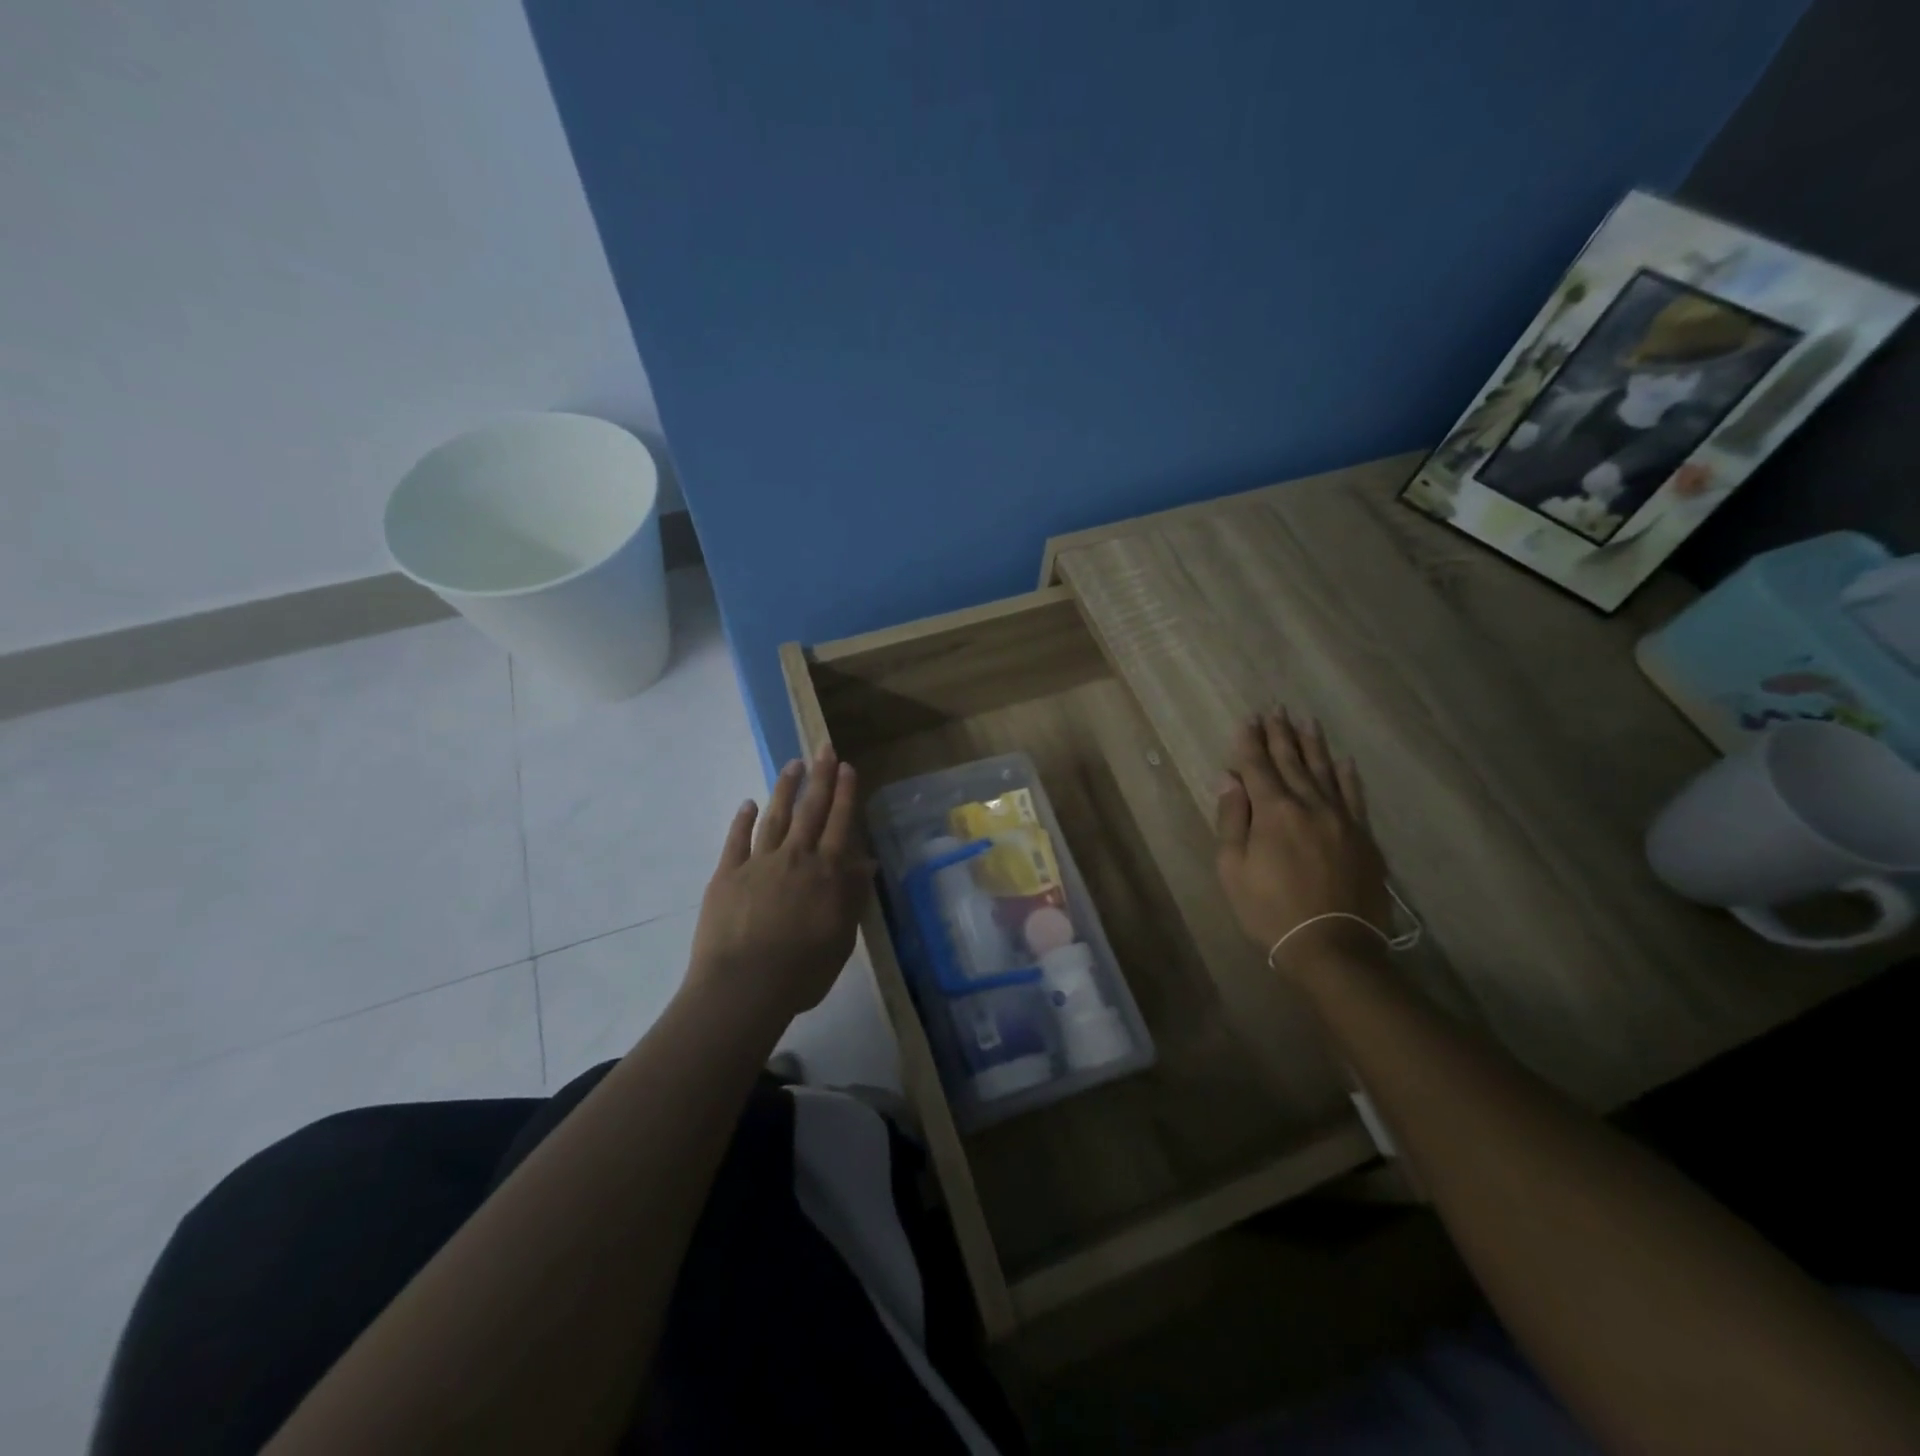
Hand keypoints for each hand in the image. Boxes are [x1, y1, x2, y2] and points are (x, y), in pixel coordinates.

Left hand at [687, 745, 874, 1025]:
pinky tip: (748, 803)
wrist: (744, 986)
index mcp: (826, 873)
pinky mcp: (728, 874)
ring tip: (793, 765)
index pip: (840, 823)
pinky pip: (737, 840)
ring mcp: (759, 863)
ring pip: (776, 816)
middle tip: (824, 748)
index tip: (847, 767)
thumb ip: (852, 896)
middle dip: (820, 777)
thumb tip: (866, 863)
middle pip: (811, 810)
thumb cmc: (802, 971)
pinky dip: (743, 820)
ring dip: (785, 789)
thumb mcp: (841, 937)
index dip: (845, 794)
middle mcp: (796, 858)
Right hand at [1214, 708, 1392, 974]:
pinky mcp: (1363, 837)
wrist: (1333, 947)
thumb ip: (1232, 820)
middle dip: (1281, 735)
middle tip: (1276, 709)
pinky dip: (1347, 776)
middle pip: (1292, 762)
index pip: (1258, 767)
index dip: (1250, 743)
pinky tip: (1344, 761)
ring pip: (1325, 772)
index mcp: (1274, 812)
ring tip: (1306, 722)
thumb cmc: (1270, 911)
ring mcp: (1341, 819)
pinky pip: (1355, 796)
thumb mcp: (1233, 869)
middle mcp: (1309, 805)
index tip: (1248, 720)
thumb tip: (1229, 779)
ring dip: (1313, 745)